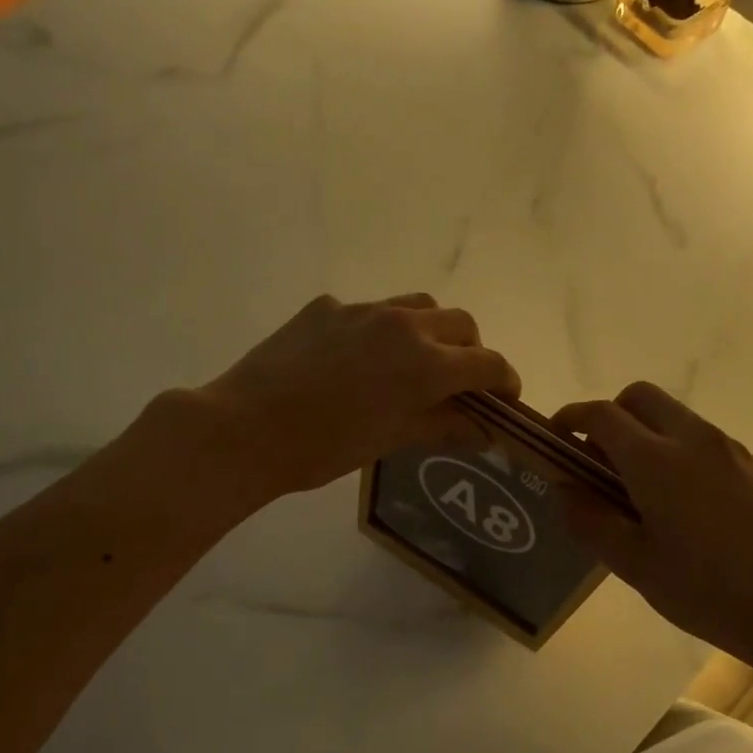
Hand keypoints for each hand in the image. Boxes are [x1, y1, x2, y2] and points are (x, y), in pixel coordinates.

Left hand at [182, 293, 520, 498]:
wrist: (246, 427)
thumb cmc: (326, 447)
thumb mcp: (392, 440)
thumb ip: (443, 426)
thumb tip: (482, 430)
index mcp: (426, 363)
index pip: (487, 363)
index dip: (505, 380)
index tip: (506, 397)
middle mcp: (403, 324)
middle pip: (460, 323)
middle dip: (471, 350)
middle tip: (460, 381)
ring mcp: (362, 309)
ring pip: (418, 305)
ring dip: (431, 329)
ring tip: (415, 360)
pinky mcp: (326, 307)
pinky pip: (368, 311)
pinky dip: (380, 330)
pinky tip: (356, 359)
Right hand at [553, 383, 752, 665]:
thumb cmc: (706, 591)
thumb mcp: (634, 565)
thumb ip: (590, 521)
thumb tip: (564, 489)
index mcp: (655, 460)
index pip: (602, 415)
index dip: (572, 418)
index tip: (558, 437)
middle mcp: (693, 439)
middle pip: (641, 397)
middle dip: (612, 415)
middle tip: (600, 459)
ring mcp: (729, 449)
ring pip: (675, 416)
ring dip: (647, 433)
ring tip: (642, 488)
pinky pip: (704, 441)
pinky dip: (680, 452)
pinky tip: (687, 505)